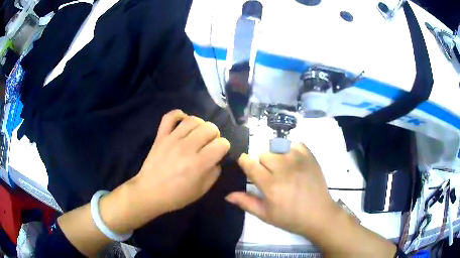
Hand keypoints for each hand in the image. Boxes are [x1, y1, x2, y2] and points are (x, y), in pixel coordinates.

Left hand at [130, 110, 229, 215]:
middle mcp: (188, 147)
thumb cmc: (176, 196)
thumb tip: (217, 159)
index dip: (224, 147)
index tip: (219, 153)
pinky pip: (170, 117)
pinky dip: (178, 114)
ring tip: (198, 134)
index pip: (222, 144)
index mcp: (200, 163)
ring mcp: (172, 139)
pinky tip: (183, 121)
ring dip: (201, 125)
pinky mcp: (161, 136)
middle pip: (210, 128)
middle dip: (215, 135)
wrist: (149, 193)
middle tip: (210, 143)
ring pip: (193, 120)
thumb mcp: (201, 191)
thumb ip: (214, 173)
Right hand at [226, 143, 338, 236]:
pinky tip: (294, 162)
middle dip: (262, 163)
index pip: (250, 163)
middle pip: (263, 154)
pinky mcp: (310, 157)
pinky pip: (295, 144)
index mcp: (271, 185)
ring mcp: (298, 160)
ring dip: (276, 157)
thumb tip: (227, 195)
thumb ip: (246, 202)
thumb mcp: (266, 215)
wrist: (319, 214)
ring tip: (283, 169)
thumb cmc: (290, 218)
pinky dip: (291, 150)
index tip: (245, 165)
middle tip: (269, 176)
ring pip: (277, 148)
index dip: (244, 162)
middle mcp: (284, 169)